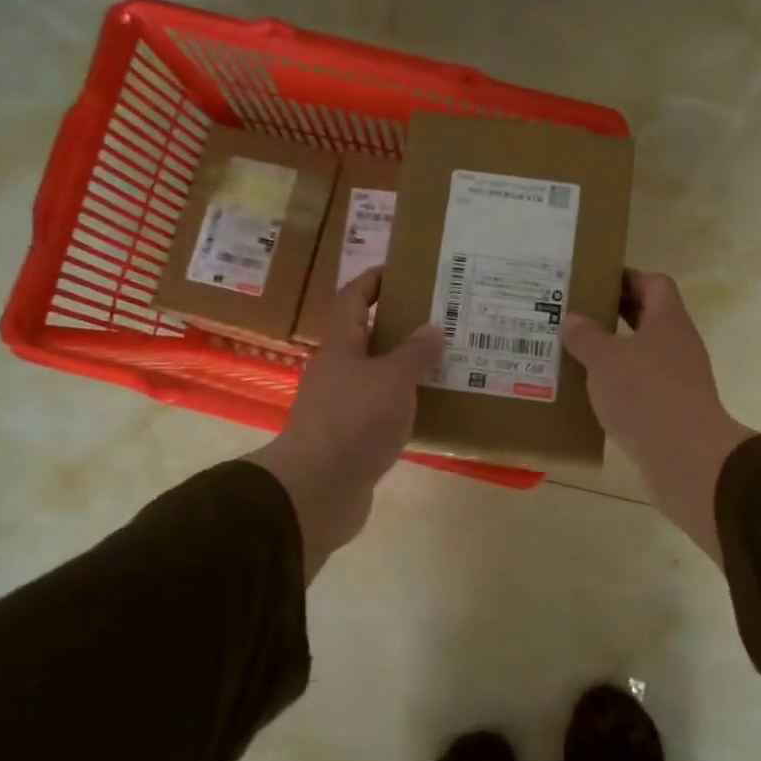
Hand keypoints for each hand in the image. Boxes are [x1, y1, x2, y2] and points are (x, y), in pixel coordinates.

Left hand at [248, 268, 442, 581]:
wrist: (318, 489)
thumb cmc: (354, 421)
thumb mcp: (393, 380)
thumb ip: (414, 353)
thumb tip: (431, 328)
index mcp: (341, 347)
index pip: (353, 299)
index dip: (374, 280)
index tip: (402, 270)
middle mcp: (336, 371)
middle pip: (365, 337)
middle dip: (398, 325)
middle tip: (438, 320)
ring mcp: (340, 406)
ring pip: (376, 375)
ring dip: (403, 367)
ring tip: (442, 363)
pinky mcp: (349, 438)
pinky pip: (380, 410)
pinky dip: (402, 403)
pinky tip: (428, 409)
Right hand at [563, 271, 753, 564]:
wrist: (685, 456)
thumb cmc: (644, 393)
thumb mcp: (604, 359)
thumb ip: (586, 336)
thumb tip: (573, 320)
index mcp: (668, 320)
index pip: (654, 283)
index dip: (627, 277)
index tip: (595, 282)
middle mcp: (678, 344)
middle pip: (649, 318)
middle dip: (615, 314)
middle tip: (577, 315)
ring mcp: (679, 378)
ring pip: (644, 353)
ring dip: (615, 352)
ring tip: (576, 354)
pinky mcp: (672, 409)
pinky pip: (643, 386)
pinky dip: (620, 385)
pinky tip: (592, 394)